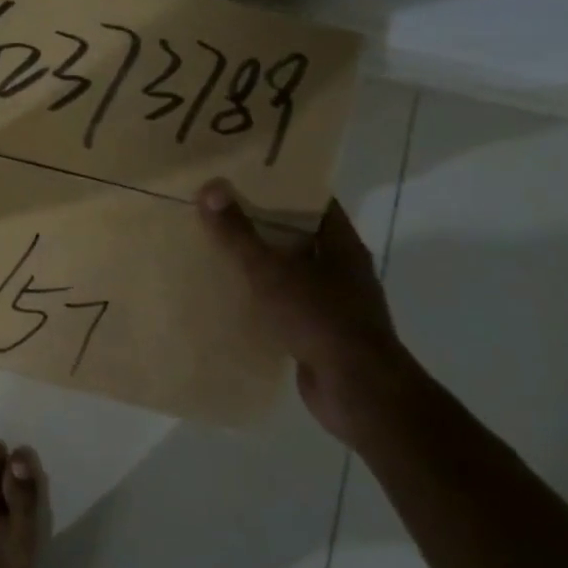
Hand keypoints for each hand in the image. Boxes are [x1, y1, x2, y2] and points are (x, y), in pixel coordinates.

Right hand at [197, 181, 426, 446]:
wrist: (358, 391)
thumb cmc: (320, 318)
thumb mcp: (271, 270)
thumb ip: (238, 233)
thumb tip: (210, 188)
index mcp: (341, 245)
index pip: (313, 202)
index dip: (282, 186)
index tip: (245, 176)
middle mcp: (342, 270)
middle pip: (298, 235)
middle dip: (261, 223)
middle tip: (219, 208)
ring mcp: (333, 304)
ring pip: (290, 272)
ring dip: (259, 262)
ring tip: (216, 248)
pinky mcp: (319, 333)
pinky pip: (285, 304)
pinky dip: (262, 298)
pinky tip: (230, 295)